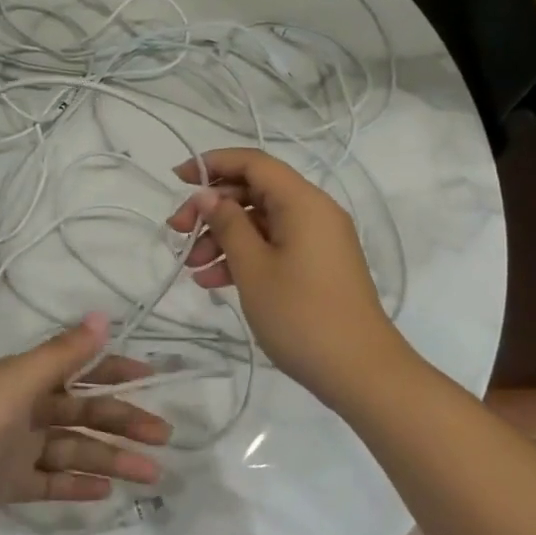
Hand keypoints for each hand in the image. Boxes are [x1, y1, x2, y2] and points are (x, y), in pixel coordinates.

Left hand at [0, 314, 169, 534]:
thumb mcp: (17, 386)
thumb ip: (62, 355)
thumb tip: (103, 316)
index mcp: (23, 379)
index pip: (79, 369)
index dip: (115, 370)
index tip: (152, 379)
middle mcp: (22, 408)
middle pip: (83, 412)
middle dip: (123, 421)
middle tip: (163, 437)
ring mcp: (14, 449)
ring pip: (73, 449)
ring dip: (111, 458)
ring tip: (150, 473)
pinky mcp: (6, 485)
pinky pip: (52, 481)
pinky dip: (77, 484)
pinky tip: (107, 492)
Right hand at [168, 147, 402, 400]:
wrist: (360, 371)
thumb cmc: (301, 315)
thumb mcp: (253, 268)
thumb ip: (227, 225)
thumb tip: (206, 195)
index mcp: (302, 202)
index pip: (254, 163)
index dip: (213, 163)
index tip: (177, 178)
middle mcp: (313, 212)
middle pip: (254, 192)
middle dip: (211, 209)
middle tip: (176, 231)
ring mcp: (316, 240)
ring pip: (260, 222)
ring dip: (222, 237)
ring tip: (191, 266)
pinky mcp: (316, 266)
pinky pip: (273, 246)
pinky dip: (243, 257)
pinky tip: (212, 280)